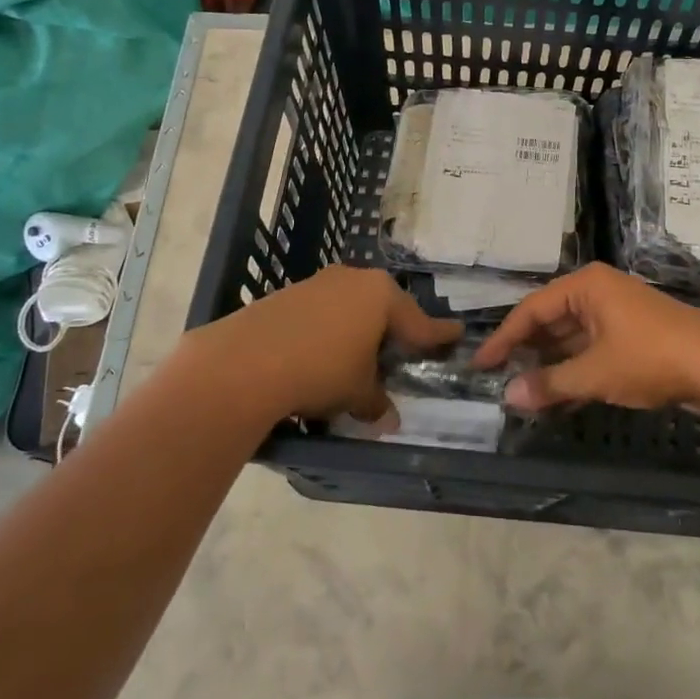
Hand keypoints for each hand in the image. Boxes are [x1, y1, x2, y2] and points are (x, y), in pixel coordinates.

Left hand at [177, 266, 461, 427]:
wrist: (244, 362)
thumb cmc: (321, 371)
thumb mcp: (358, 392)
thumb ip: (377, 402)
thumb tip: (389, 418)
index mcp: (381, 296)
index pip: (420, 321)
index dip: (438, 335)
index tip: (456, 334)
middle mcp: (353, 280)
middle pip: (384, 307)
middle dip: (394, 330)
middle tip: (403, 352)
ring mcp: (318, 283)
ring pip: (350, 307)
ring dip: (357, 330)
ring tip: (356, 358)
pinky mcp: (287, 294)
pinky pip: (321, 312)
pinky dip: (328, 331)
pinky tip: (319, 355)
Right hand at [473, 263, 699, 411]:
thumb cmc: (650, 357)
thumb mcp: (594, 373)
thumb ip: (550, 383)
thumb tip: (508, 397)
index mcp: (585, 287)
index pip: (532, 310)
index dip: (504, 339)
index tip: (480, 365)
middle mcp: (598, 293)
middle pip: (550, 321)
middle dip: (527, 352)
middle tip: (499, 380)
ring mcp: (616, 314)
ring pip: (571, 339)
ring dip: (550, 366)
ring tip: (523, 394)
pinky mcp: (632, 336)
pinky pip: (591, 350)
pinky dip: (574, 371)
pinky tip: (558, 398)